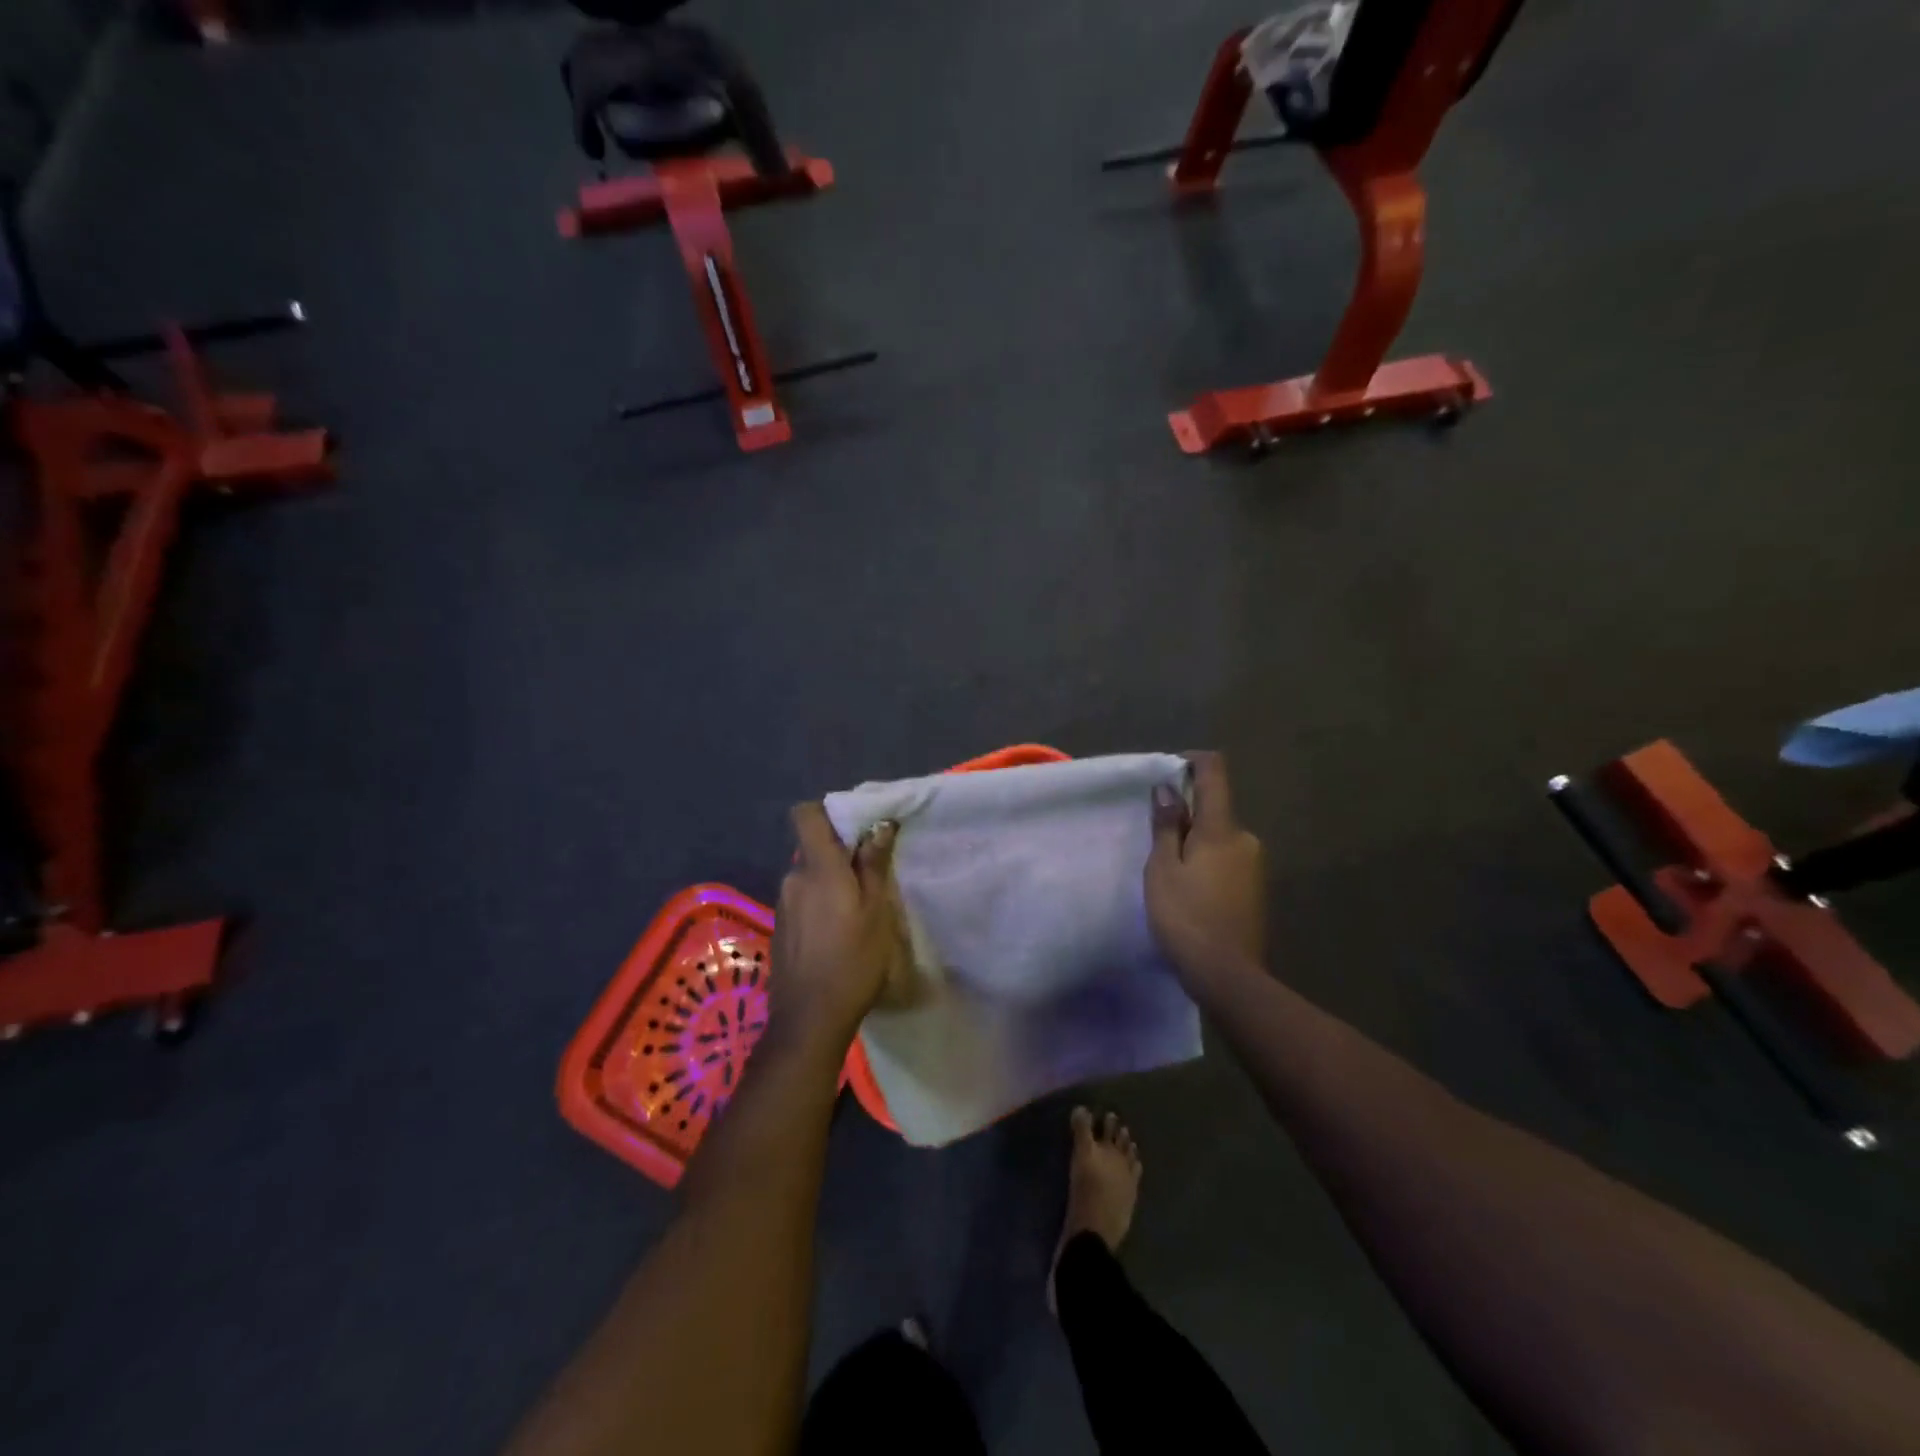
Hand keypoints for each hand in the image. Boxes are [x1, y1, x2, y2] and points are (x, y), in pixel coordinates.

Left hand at [768, 804, 907, 1056]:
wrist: (809, 1019)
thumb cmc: (853, 961)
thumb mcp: (876, 911)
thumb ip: (873, 865)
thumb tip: (880, 826)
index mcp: (817, 868)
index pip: (805, 814)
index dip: (826, 810)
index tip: (854, 826)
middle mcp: (793, 878)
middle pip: (813, 848)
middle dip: (839, 855)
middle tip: (871, 876)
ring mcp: (783, 904)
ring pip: (809, 876)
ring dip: (831, 883)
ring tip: (858, 910)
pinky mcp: (780, 927)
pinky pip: (803, 899)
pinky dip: (820, 905)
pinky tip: (838, 933)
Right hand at [1145, 752, 1265, 980]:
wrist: (1227, 976)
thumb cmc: (1186, 917)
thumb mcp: (1163, 869)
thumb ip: (1167, 825)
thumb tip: (1169, 788)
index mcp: (1222, 828)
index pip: (1214, 772)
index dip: (1191, 762)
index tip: (1167, 773)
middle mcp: (1246, 839)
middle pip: (1215, 809)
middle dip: (1186, 815)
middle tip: (1155, 842)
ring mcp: (1255, 865)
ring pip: (1220, 838)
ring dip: (1195, 843)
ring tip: (1168, 873)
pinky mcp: (1256, 890)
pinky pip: (1227, 861)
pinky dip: (1207, 864)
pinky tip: (1190, 893)